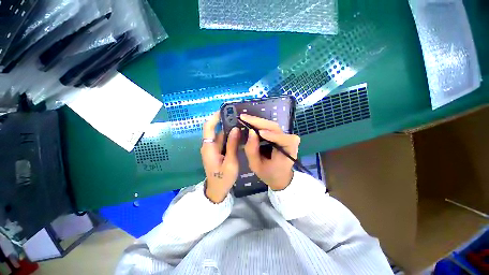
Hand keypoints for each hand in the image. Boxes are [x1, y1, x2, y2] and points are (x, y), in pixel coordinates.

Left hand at [201, 112, 239, 202]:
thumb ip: (232, 145)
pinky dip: (228, 137)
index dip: (215, 117)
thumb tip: (235, 129)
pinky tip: (238, 134)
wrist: (216, 190)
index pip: (208, 127)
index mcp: (209, 147)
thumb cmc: (223, 178)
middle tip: (238, 117)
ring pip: (219, 135)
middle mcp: (208, 145)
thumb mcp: (230, 162)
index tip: (225, 110)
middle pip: (215, 129)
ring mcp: (212, 149)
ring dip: (228, 129)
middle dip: (225, 122)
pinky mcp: (216, 152)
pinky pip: (222, 141)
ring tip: (240, 124)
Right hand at [241, 114, 300, 190]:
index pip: (282, 140)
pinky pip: (270, 127)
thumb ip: (252, 150)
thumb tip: (250, 132)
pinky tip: (250, 123)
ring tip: (245, 119)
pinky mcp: (281, 134)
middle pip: (275, 127)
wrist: (280, 176)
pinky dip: (259, 124)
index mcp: (289, 151)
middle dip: (258, 122)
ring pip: (272, 125)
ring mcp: (286, 136)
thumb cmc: (269, 173)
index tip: (257, 132)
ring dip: (257, 122)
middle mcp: (290, 140)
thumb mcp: (257, 166)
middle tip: (243, 117)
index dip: (270, 135)